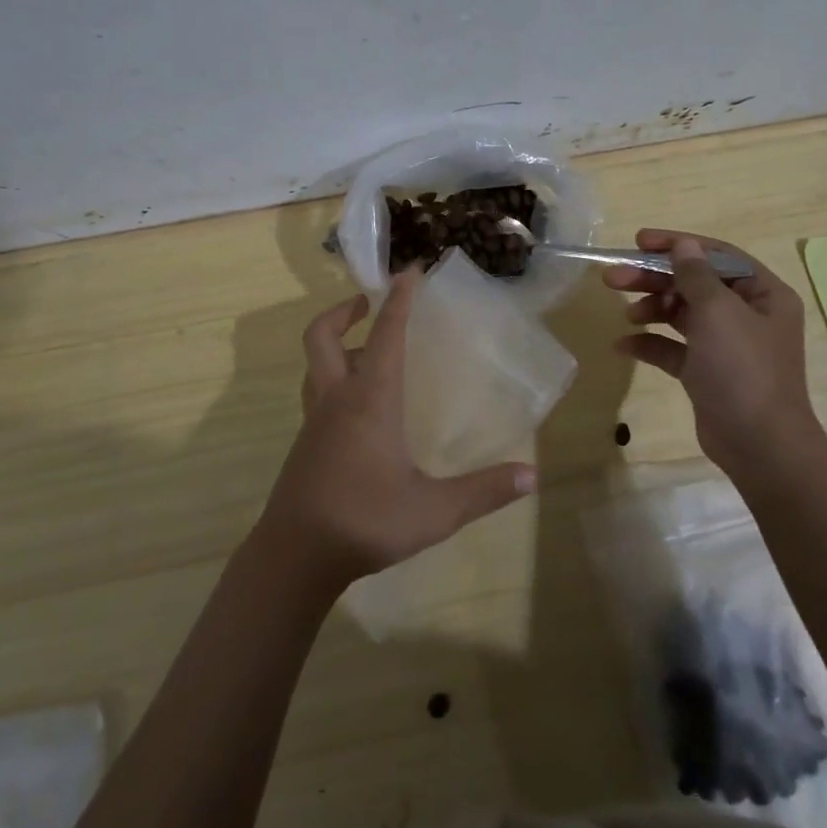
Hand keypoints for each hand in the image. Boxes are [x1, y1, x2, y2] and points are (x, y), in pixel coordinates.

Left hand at [255, 269, 535, 593]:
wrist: (295, 556)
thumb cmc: (364, 521)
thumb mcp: (433, 511)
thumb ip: (482, 491)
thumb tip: (531, 475)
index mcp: (369, 400)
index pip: (386, 335)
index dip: (399, 300)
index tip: (410, 271)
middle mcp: (337, 400)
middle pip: (322, 336)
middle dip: (344, 311)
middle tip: (368, 304)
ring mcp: (314, 422)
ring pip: (314, 365)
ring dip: (335, 344)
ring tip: (365, 349)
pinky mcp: (305, 444)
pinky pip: (316, 394)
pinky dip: (332, 379)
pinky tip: (359, 409)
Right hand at [604, 230, 817, 471]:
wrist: (760, 445)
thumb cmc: (743, 369)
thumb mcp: (718, 313)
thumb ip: (696, 275)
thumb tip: (683, 245)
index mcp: (763, 294)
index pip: (716, 255)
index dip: (677, 244)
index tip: (638, 242)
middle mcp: (747, 314)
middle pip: (693, 283)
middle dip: (653, 278)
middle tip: (613, 277)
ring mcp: (726, 345)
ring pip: (682, 313)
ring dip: (651, 308)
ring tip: (625, 314)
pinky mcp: (707, 372)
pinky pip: (674, 348)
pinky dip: (651, 343)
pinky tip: (624, 346)